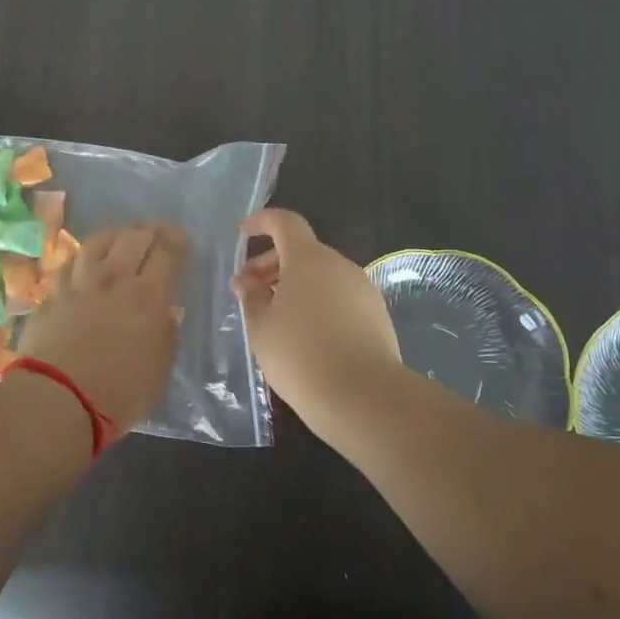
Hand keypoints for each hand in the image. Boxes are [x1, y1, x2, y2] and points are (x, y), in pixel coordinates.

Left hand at [19, 222, 188, 430]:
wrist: (57, 399)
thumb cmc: (118, 393)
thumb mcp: (159, 369)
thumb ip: (167, 335)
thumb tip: (168, 311)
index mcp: (148, 296)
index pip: (166, 252)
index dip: (177, 240)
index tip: (182, 239)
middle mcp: (114, 278)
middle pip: (134, 237)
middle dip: (150, 230)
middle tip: (157, 233)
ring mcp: (79, 282)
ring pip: (99, 241)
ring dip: (117, 234)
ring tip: (123, 237)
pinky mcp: (53, 293)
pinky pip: (72, 261)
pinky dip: (86, 254)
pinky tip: (88, 258)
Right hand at [232, 209, 403, 438]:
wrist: (364, 396)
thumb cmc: (300, 355)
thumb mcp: (261, 327)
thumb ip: (251, 298)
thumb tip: (248, 283)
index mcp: (308, 259)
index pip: (285, 223)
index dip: (262, 222)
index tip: (242, 233)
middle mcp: (339, 265)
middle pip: (302, 251)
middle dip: (271, 264)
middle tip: (248, 291)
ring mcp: (363, 289)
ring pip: (322, 275)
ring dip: (294, 286)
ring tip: (274, 317)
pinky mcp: (377, 315)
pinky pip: (339, 296)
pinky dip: (317, 303)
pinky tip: (305, 334)